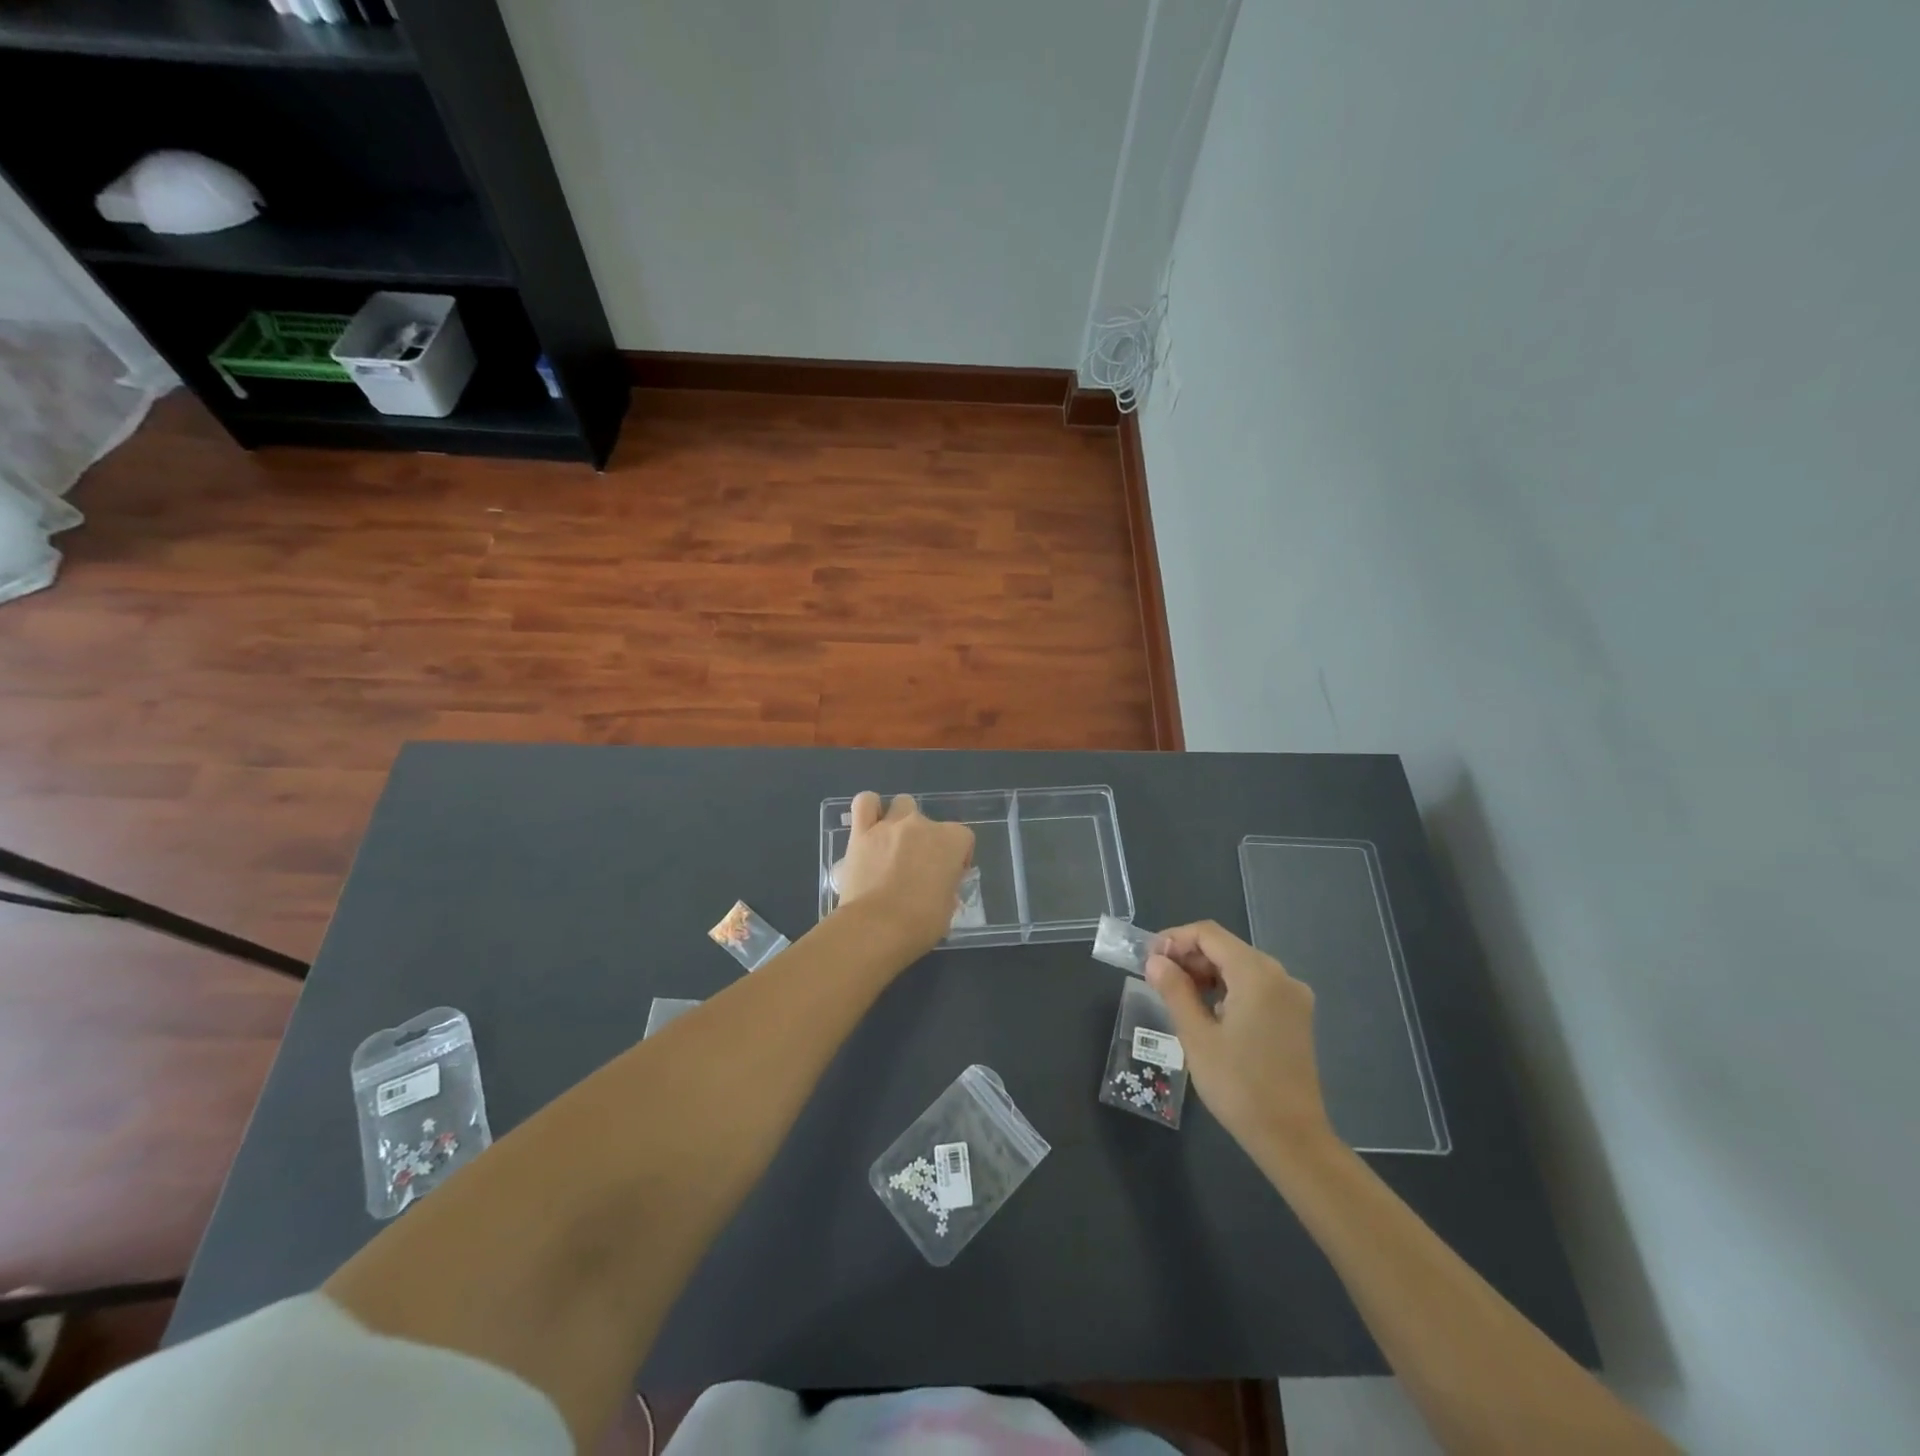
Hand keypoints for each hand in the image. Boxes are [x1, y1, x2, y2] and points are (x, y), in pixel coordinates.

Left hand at [833, 792, 974, 952]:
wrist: (876, 927)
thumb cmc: (920, 923)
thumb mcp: (948, 909)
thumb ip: (946, 888)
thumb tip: (939, 888)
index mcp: (951, 841)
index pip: (963, 838)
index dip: (957, 858)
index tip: (948, 877)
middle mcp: (922, 825)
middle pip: (931, 823)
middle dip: (927, 842)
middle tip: (918, 868)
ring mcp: (890, 825)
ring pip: (902, 804)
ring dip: (902, 820)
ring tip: (894, 844)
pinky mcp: (861, 832)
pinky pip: (865, 803)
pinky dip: (870, 808)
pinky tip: (870, 825)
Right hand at [1146, 920, 1333, 1163]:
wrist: (1292, 1139)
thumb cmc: (1239, 1086)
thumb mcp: (1196, 1036)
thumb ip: (1174, 990)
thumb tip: (1155, 961)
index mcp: (1257, 974)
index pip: (1209, 934)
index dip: (1174, 939)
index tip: (1148, 960)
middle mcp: (1280, 976)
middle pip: (1226, 947)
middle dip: (1189, 957)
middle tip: (1158, 980)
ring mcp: (1292, 996)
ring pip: (1240, 966)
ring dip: (1206, 974)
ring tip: (1177, 997)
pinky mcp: (1295, 1016)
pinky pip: (1255, 986)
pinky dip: (1228, 989)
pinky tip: (1208, 1012)